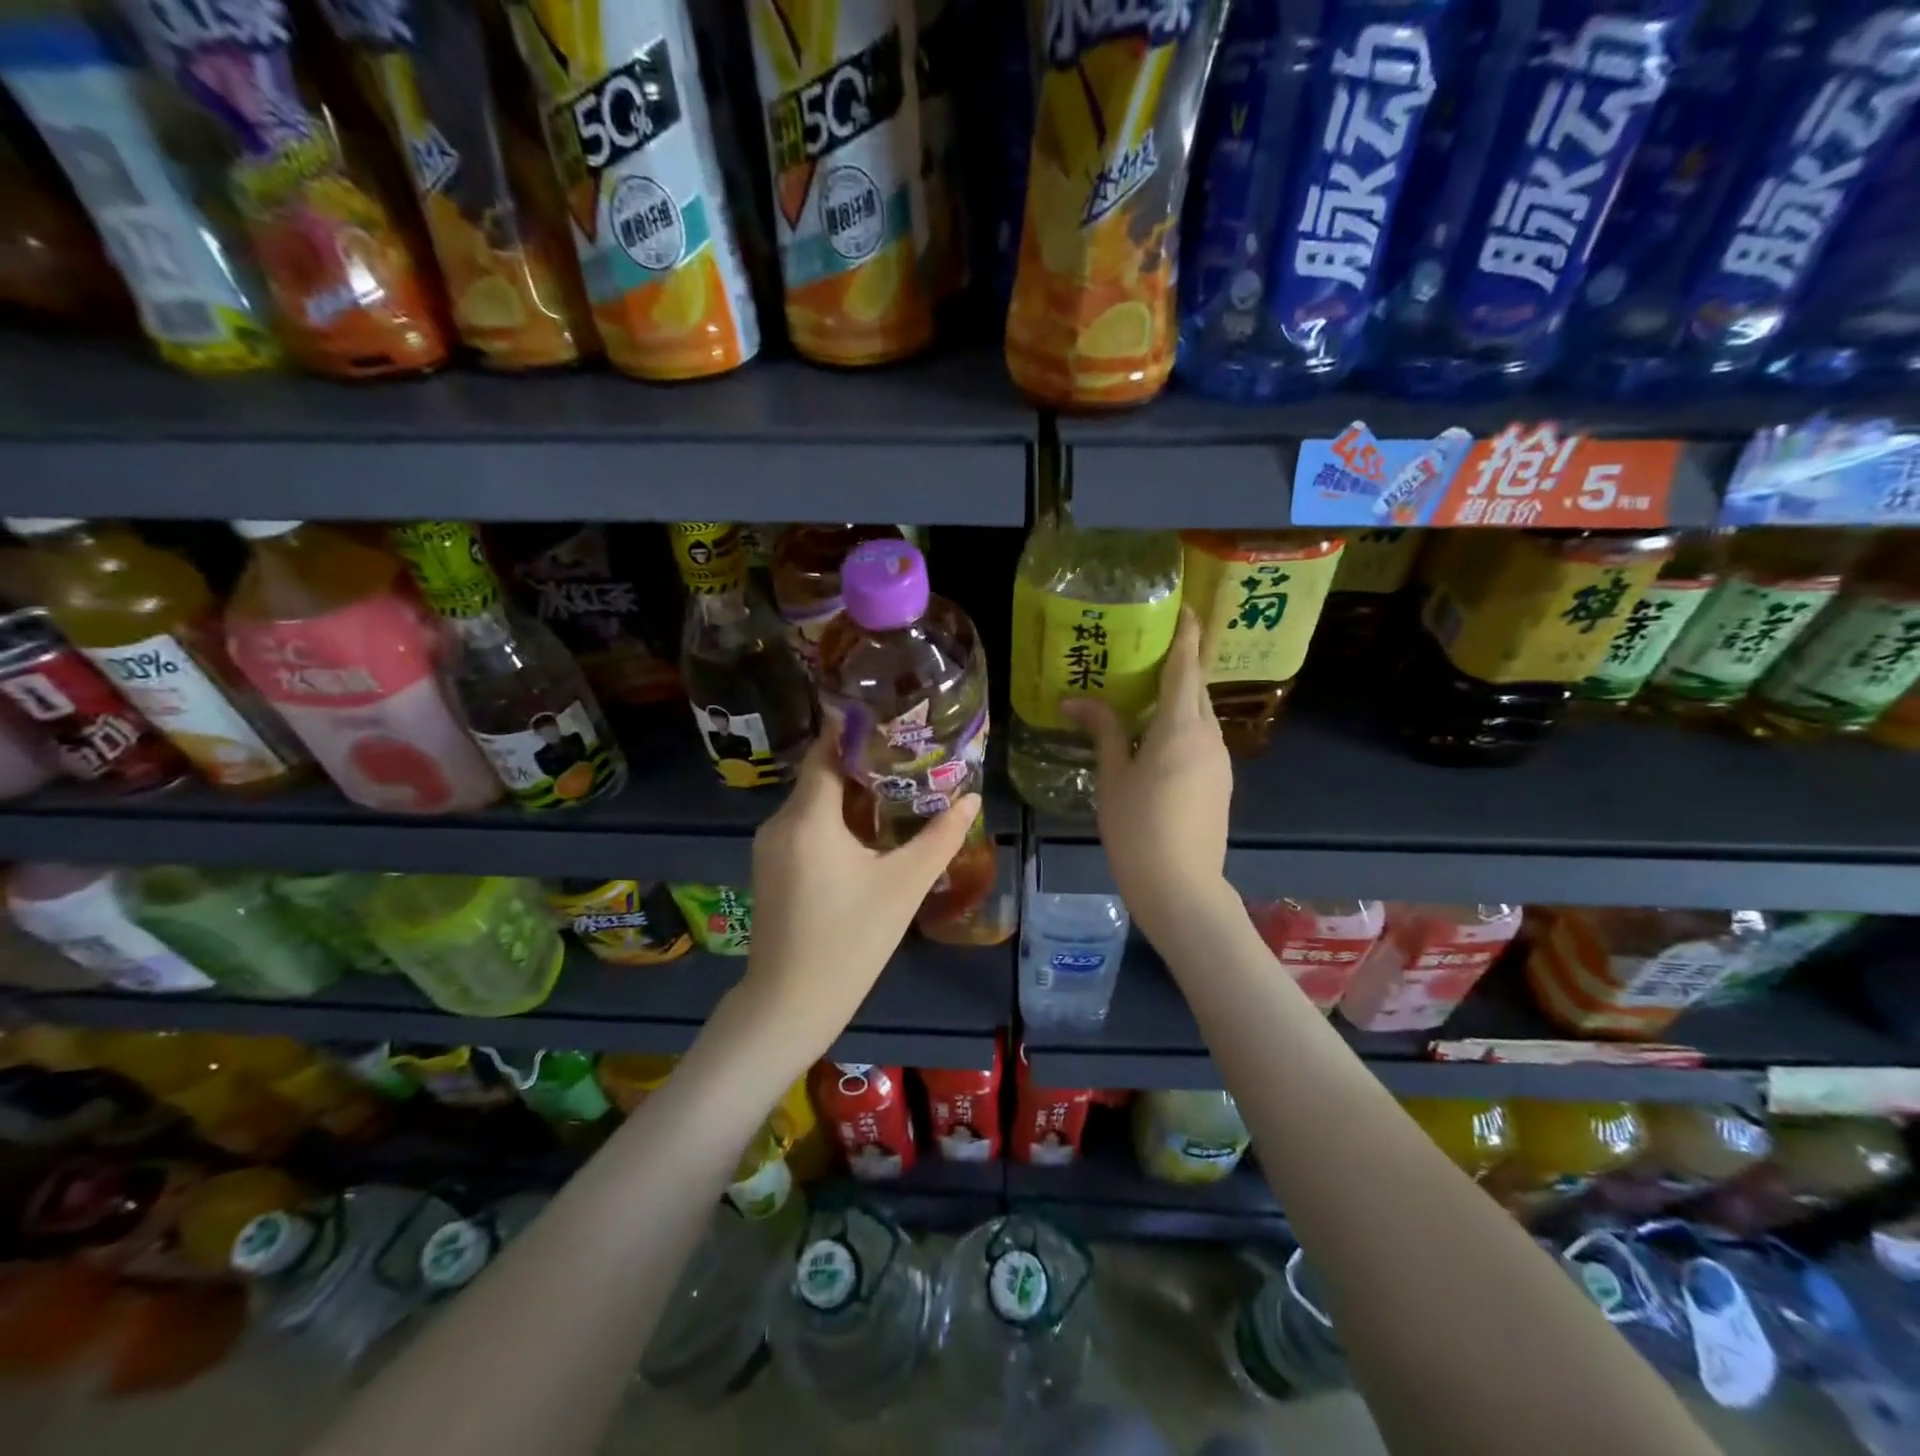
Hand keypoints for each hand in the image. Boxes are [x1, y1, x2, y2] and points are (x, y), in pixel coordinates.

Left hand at [743, 732, 981, 1053]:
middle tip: (911, 757)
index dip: (857, 731)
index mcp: (808, 818)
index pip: (826, 751)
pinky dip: (835, 820)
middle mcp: (780, 823)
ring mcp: (770, 847)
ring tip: (900, 790)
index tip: (893, 719)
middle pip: (822, 776)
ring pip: (814, 804)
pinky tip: (869, 833)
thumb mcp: (903, 886)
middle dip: (865, 764)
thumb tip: (972, 798)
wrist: (789, 1006)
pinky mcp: (771, 869)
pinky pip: (805, 828)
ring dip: (852, 795)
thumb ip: (940, 837)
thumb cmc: (850, 941)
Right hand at [1063, 607, 1233, 942]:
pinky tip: (1156, 742)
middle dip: (1178, 667)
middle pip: (1195, 690)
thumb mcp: (1113, 777)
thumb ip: (1103, 731)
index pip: (1185, 667)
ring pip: (1200, 717)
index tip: (1184, 608)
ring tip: (1145, 697)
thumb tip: (1074, 700)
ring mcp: (1220, 762)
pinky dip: (1182, 729)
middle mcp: (1209, 737)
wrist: (1182, 888)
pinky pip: (1202, 741)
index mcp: (1181, 728)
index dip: (1186, 636)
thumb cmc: (1138, 828)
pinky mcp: (1221, 784)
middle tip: (1147, 653)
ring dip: (1178, 701)